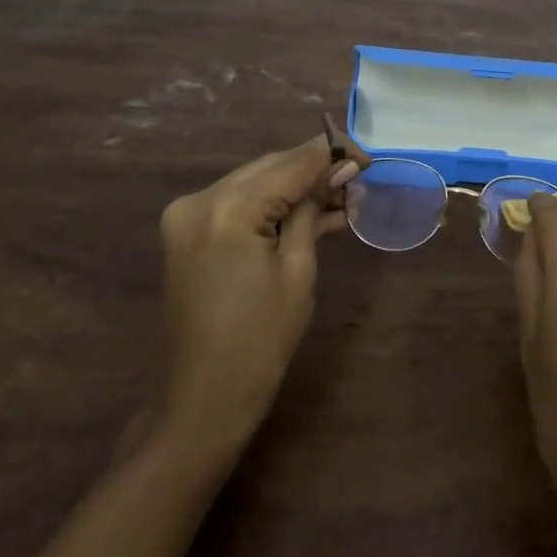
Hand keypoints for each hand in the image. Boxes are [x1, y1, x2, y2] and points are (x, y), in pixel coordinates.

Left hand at [153, 134, 365, 457]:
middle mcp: (200, 200)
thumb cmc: (260, 342)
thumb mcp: (297, 270)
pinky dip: (273, 204)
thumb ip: (313, 209)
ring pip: (256, 181)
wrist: (201, 403)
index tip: (368, 157)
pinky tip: (311, 212)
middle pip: (271, 167)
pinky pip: (239, 203)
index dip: (333, 154)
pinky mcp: (188, 232)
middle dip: (316, 168)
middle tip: (360, 177)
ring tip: (344, 196)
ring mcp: (188, 216)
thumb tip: (340, 169)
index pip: (291, 163)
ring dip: (297, 186)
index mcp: (227, 209)